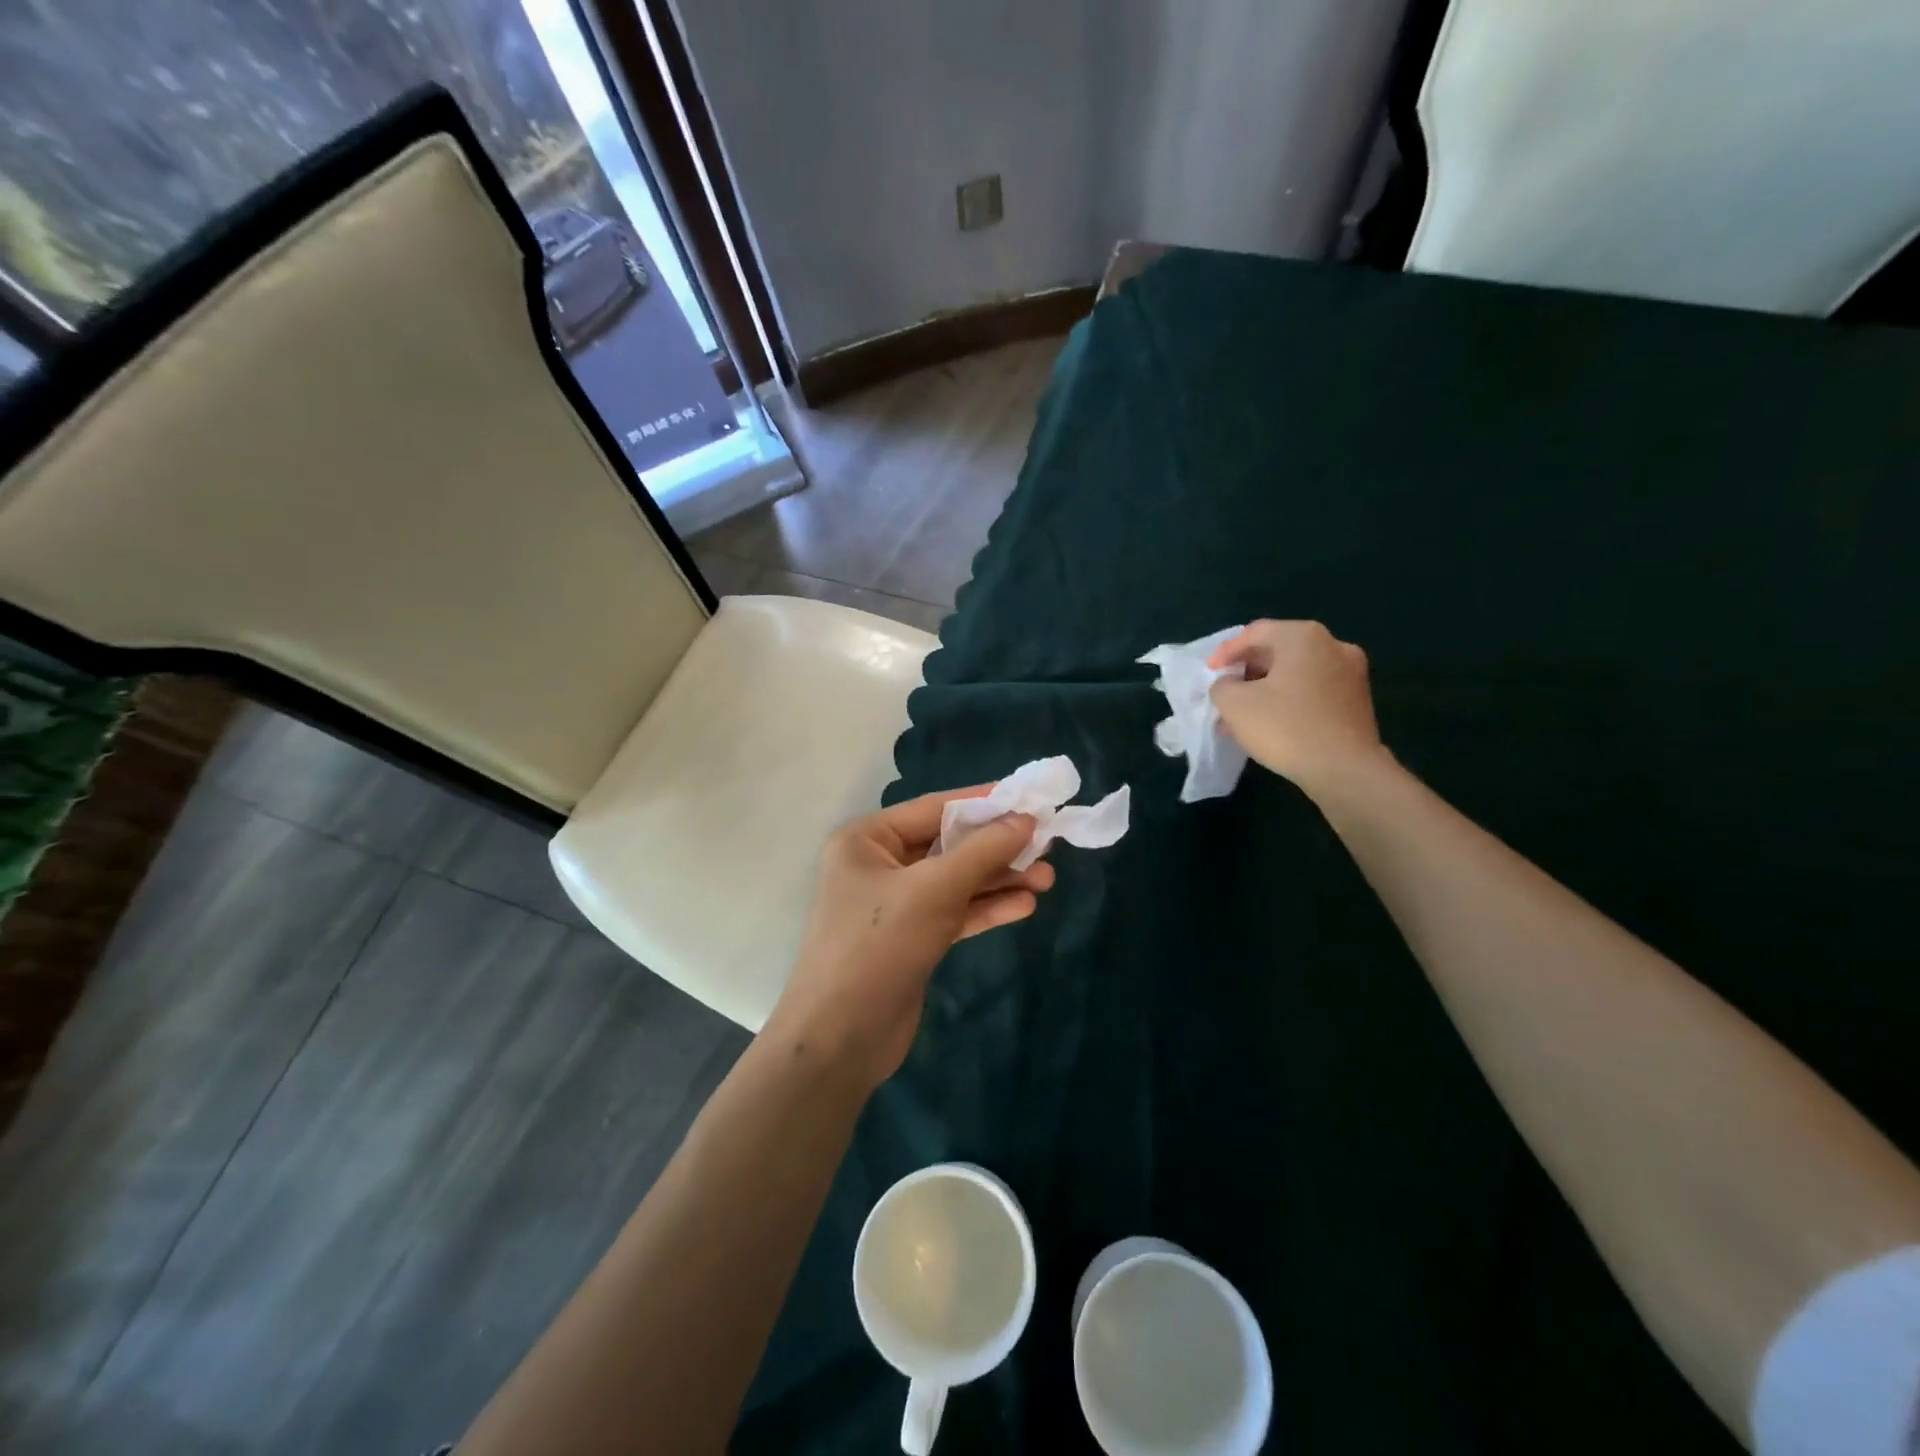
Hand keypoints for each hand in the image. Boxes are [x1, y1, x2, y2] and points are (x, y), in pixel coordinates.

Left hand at [770, 786, 1055, 1088]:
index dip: (985, 803)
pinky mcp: (912, 938)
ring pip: (956, 880)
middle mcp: (879, 864)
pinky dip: (986, 908)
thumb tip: (1027, 819)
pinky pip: (955, 912)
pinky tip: (1024, 906)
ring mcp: (895, 904)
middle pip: (949, 844)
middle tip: (1047, 847)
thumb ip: (983, 851)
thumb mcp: (933, 890)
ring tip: (1048, 879)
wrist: (840, 1040)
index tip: (1031, 800)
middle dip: (997, 848)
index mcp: (867, 839)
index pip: (935, 808)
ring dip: (999, 879)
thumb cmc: (878, 946)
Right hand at [1208, 620, 1388, 796]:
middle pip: (1277, 650)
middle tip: (1225, 693)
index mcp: (1303, 636)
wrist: (1344, 770)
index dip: (1225, 652)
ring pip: (1295, 673)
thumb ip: (1222, 685)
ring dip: (1265, 689)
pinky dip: (1288, 700)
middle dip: (1246, 672)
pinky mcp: (1357, 700)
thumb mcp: (1234, 704)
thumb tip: (1230, 684)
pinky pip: (1313, 690)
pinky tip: (1271, 724)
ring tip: (1242, 715)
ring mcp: (1351, 672)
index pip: (1254, 633)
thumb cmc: (1285, 727)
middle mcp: (1333, 645)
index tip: (1209, 673)